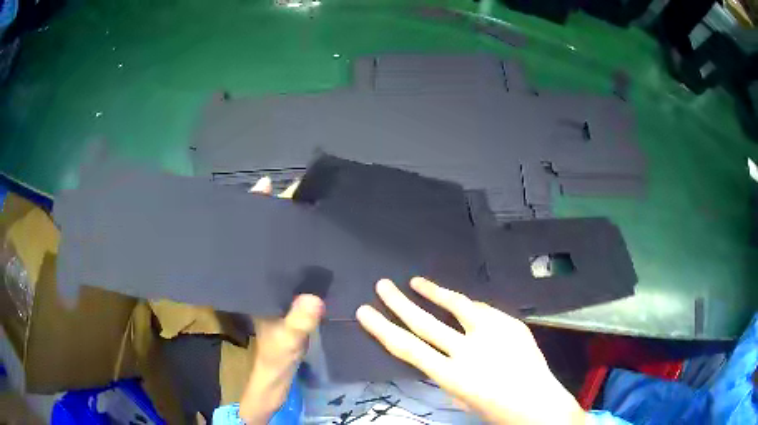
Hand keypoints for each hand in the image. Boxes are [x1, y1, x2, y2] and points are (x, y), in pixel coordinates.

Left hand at [239, 177, 323, 423]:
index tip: (264, 187)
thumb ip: (297, 324)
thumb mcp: (287, 342)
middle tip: (298, 191)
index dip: (254, 213)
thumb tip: (312, 298)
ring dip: (288, 229)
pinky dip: (300, 251)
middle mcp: (259, 279)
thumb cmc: (275, 358)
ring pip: (277, 250)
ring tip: (309, 207)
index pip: (249, 240)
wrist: (277, 375)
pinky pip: (291, 266)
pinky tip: (316, 243)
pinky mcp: (285, 294)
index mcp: (252, 284)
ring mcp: (273, 286)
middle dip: (276, 213)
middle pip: (263, 238)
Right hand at [356, 278, 585, 424]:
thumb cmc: (495, 409)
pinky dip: (468, 305)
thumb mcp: (460, 396)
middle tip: (382, 285)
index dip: (382, 328)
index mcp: (451, 375)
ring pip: (456, 305)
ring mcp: (492, 333)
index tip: (365, 311)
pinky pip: (483, 310)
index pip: (406, 347)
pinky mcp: (510, 323)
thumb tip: (440, 354)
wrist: (537, 401)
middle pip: (424, 322)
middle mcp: (467, 350)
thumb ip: (447, 372)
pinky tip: (461, 301)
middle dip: (398, 303)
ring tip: (416, 281)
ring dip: (433, 292)